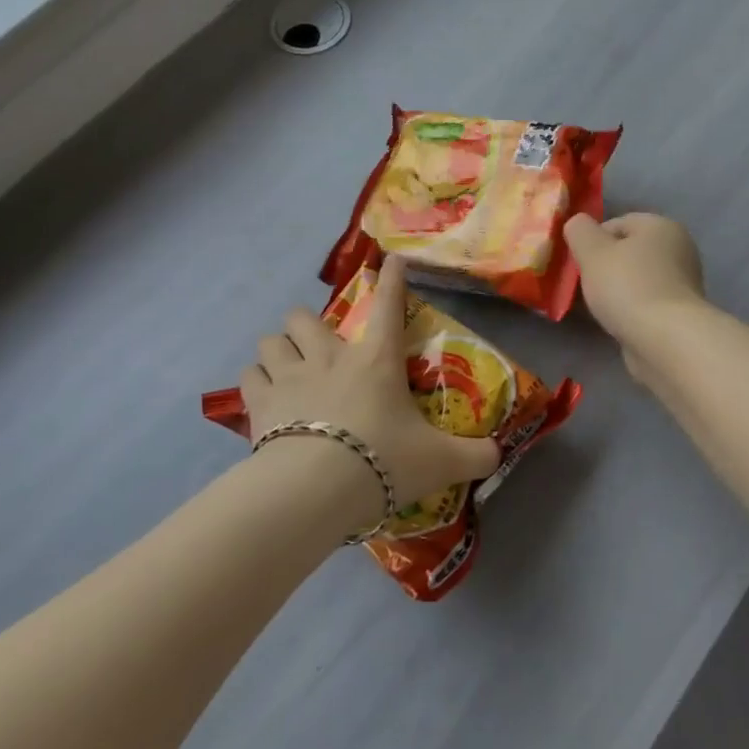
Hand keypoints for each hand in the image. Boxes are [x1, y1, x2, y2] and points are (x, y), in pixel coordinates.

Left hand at [240, 258, 499, 528]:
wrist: (316, 489)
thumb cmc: (383, 461)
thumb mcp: (440, 462)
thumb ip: (474, 456)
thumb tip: (499, 454)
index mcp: (376, 360)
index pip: (389, 306)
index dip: (392, 279)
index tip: (389, 260)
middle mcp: (330, 357)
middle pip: (303, 317)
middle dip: (306, 324)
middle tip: (318, 348)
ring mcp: (290, 376)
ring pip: (271, 341)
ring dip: (278, 351)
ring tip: (285, 368)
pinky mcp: (259, 403)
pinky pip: (249, 377)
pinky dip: (256, 382)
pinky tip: (263, 397)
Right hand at [564, 213, 706, 372]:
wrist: (666, 340)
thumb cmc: (628, 287)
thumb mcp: (592, 251)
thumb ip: (579, 230)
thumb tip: (577, 223)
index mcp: (661, 226)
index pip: (617, 224)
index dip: (591, 241)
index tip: (577, 264)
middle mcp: (678, 249)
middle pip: (628, 252)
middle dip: (603, 267)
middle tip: (583, 286)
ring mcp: (682, 284)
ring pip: (635, 280)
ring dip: (615, 290)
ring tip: (596, 308)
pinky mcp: (680, 313)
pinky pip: (645, 303)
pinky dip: (629, 310)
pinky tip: (615, 323)